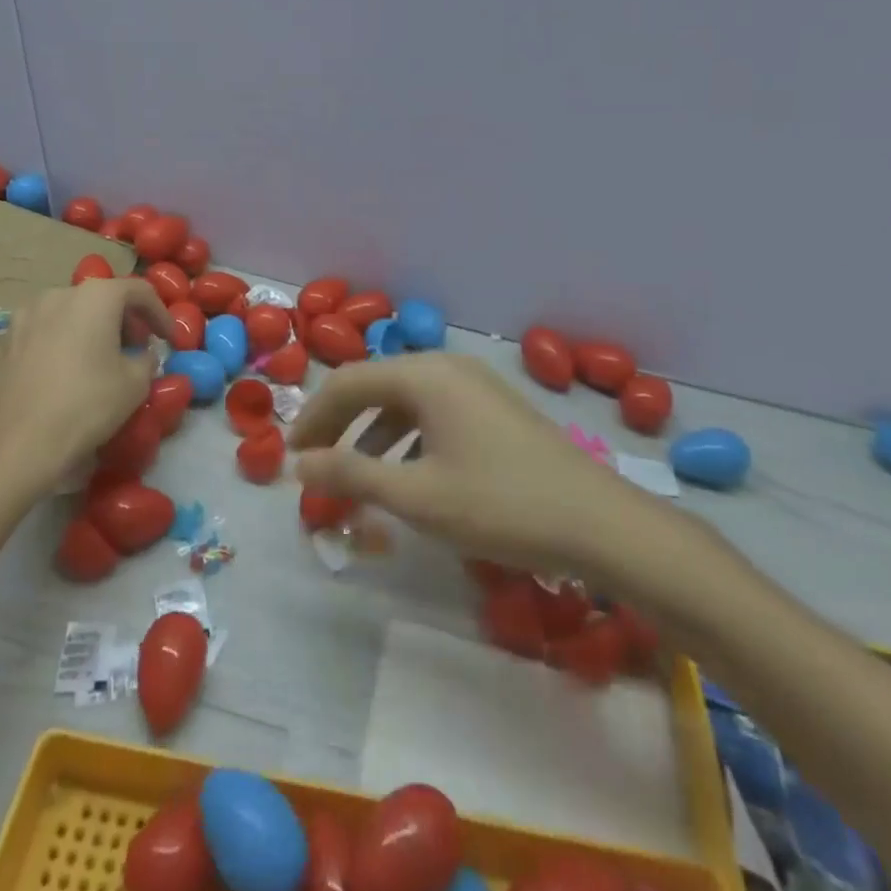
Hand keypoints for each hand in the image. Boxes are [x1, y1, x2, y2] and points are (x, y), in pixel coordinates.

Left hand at [0, 279, 171, 499]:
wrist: (17, 444)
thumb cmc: (86, 405)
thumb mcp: (136, 383)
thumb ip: (147, 359)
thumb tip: (142, 355)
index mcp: (96, 296)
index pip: (140, 291)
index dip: (161, 314)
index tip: (170, 340)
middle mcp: (60, 293)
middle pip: (104, 298)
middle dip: (127, 320)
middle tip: (140, 349)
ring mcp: (28, 314)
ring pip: (74, 312)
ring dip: (96, 329)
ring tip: (106, 360)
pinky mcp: (8, 339)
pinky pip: (50, 330)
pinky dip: (68, 340)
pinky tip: (73, 370)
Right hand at [289, 354, 727, 617]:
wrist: (600, 523)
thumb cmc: (500, 505)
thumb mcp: (417, 496)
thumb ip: (351, 476)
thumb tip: (298, 464)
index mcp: (425, 375)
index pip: (348, 382)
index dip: (313, 418)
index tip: (290, 456)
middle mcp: (447, 367)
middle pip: (375, 386)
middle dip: (339, 425)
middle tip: (313, 465)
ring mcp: (475, 385)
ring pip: (405, 401)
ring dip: (372, 436)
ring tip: (355, 479)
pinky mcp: (494, 409)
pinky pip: (434, 413)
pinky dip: (407, 439)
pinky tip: (407, 475)